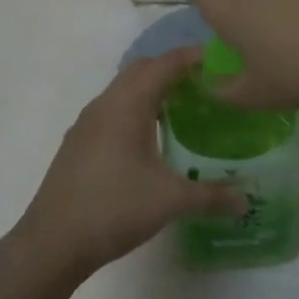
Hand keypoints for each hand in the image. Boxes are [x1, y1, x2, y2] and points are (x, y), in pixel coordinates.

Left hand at [15, 47, 246, 277]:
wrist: (52, 242)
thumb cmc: (114, 209)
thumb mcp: (170, 201)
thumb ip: (211, 196)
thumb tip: (246, 200)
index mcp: (128, 104)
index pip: (165, 64)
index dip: (193, 57)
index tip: (221, 60)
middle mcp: (105, 103)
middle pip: (142, 69)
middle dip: (172, 69)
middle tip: (205, 84)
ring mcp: (87, 122)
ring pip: (123, 89)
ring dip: (151, 89)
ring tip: (182, 109)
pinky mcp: (78, 142)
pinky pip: (111, 109)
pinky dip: (134, 109)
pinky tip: (148, 139)